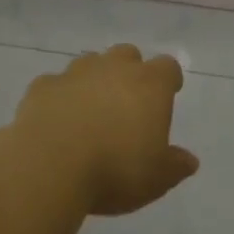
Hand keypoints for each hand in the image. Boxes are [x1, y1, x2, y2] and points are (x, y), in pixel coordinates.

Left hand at [13, 44, 199, 216]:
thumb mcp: (156, 178)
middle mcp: (115, 68)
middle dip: (129, 71)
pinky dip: (59, 96)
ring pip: (90, 62)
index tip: (168, 94)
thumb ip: (175, 166)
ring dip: (94, 79)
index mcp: (150, 84)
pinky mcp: (43, 86)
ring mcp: (76, 73)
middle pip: (128, 54)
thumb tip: (190, 161)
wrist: (49, 165)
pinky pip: (56, 84)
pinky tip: (56, 120)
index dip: (169, 80)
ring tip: (90, 110)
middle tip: (127, 101)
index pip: (168, 67)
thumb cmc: (115, 169)